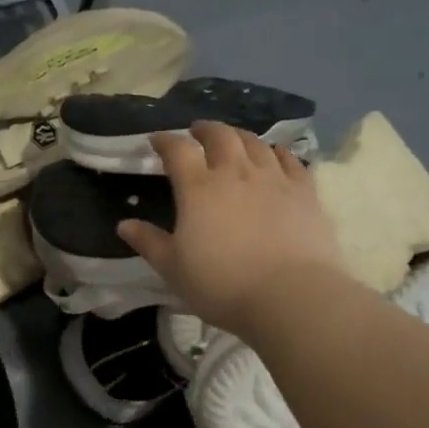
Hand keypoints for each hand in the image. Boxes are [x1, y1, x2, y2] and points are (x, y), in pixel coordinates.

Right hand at [117, 121, 346, 333]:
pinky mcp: (305, 191)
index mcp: (198, 189)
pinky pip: (290, 160)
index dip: (165, 141)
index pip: (178, 150)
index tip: (157, 140)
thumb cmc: (222, 285)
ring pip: (255, 143)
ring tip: (233, 140)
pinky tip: (275, 155)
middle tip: (198, 132)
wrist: (290, 297)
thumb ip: (149, 242)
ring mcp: (273, 179)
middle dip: (205, 130)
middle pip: (220, 136)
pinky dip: (277, 152)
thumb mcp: (173, 269)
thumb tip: (124, 225)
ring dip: (239, 136)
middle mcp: (234, 173)